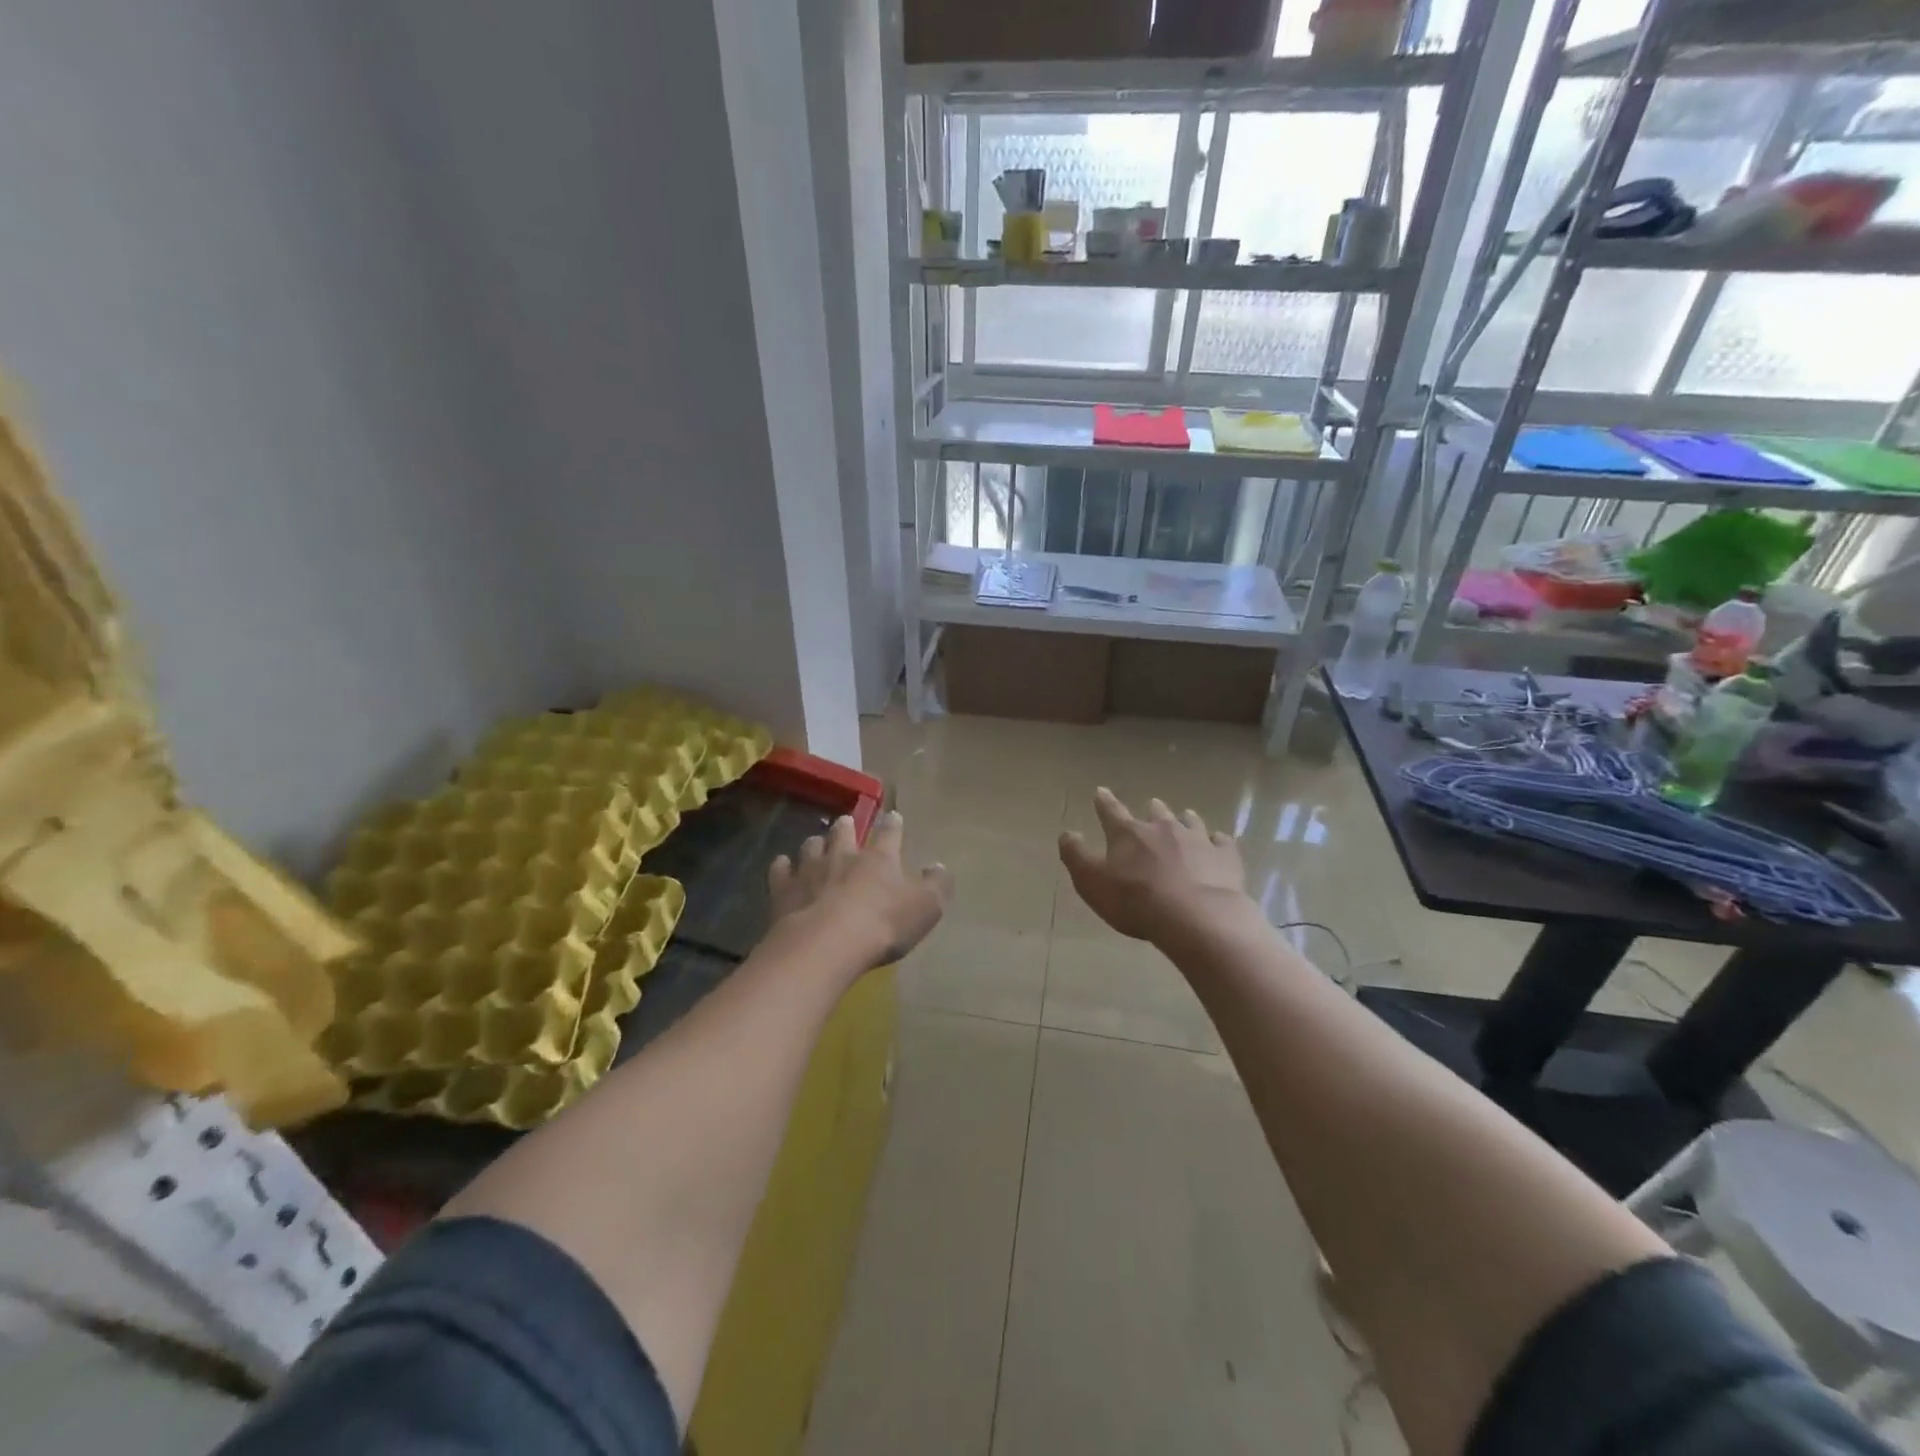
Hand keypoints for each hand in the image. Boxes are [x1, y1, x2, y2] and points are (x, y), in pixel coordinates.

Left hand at [769, 810, 953, 969]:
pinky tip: (783, 867)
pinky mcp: (784, 889)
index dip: (893, 824)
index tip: (894, 817)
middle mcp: (843, 855)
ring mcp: (810, 869)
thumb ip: (937, 885)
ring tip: (816, 845)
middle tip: (846, 823)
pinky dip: (783, 866)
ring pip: (811, 845)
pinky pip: (781, 869)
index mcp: (879, 858)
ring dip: (815, 844)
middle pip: (843, 831)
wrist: (826, 945)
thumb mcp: (925, 908)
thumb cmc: (882, 925)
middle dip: (846, 825)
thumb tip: (940, 866)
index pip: (889, 832)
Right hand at [1059, 788, 1247, 943]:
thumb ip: (1076, 856)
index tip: (1101, 791)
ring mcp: (1198, 840)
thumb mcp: (1091, 882)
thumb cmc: (1135, 900)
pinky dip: (1218, 841)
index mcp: (1128, 833)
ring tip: (1186, 816)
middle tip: (1152, 806)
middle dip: (1151, 810)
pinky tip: (1220, 843)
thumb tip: (1067, 833)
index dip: (1104, 802)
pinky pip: (1222, 842)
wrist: (1195, 917)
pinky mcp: (1225, 857)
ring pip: (1190, 822)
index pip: (1111, 812)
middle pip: (1156, 813)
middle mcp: (1163, 828)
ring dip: (1185, 819)